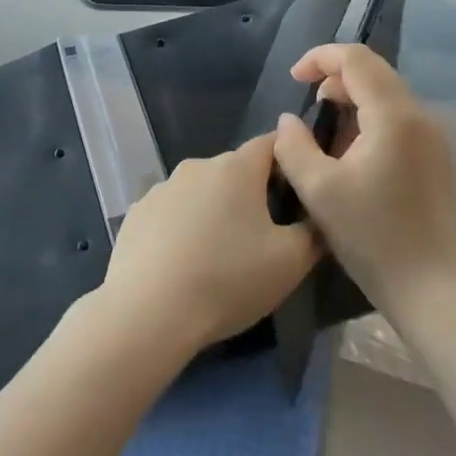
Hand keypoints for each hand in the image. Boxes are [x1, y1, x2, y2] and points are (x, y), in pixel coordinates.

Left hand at [99, 135, 318, 352]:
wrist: (148, 312)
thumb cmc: (228, 280)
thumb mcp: (291, 262)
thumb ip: (314, 230)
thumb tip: (318, 215)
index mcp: (236, 168)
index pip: (272, 143)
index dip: (290, 160)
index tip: (299, 189)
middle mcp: (197, 166)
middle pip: (235, 170)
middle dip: (252, 193)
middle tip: (264, 235)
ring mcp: (161, 189)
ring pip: (201, 192)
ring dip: (214, 211)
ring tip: (220, 256)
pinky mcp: (136, 215)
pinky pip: (171, 213)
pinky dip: (182, 229)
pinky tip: (184, 265)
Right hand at [271, 45, 455, 323]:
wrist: (429, 287)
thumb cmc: (371, 237)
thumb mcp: (318, 190)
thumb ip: (294, 146)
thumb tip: (289, 120)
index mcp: (393, 116)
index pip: (357, 59)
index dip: (320, 57)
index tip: (294, 78)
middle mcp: (419, 116)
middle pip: (375, 71)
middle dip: (336, 76)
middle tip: (308, 103)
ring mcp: (432, 137)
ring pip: (387, 94)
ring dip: (353, 98)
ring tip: (326, 132)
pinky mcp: (434, 158)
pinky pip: (398, 118)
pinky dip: (370, 118)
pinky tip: (351, 152)